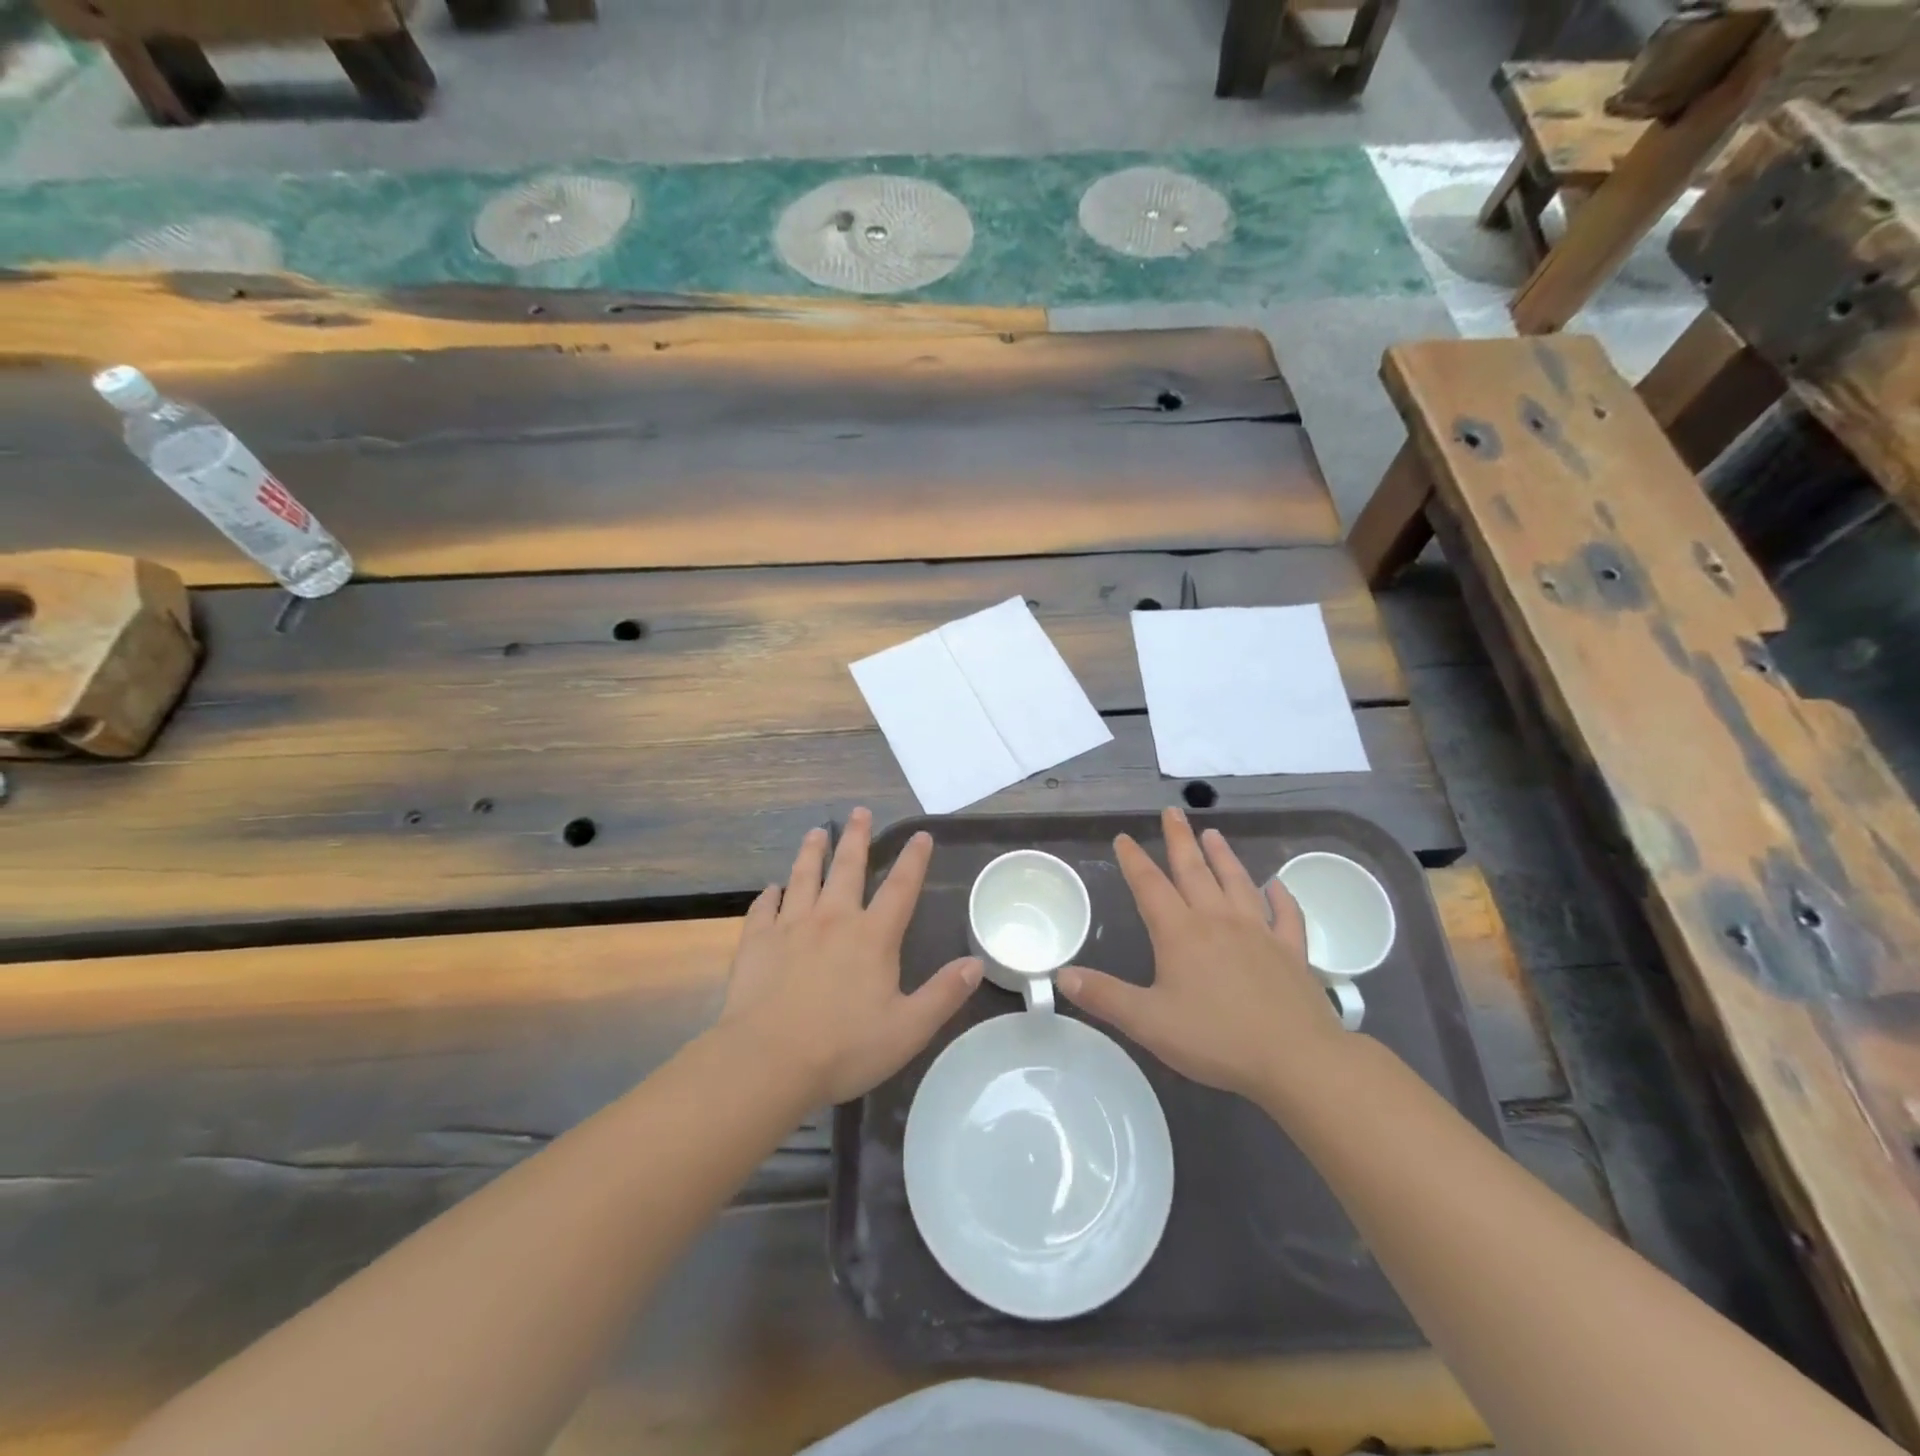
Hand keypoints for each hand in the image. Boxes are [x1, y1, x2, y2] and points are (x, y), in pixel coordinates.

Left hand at [719, 807, 982, 1104]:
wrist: (768, 1061)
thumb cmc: (843, 1048)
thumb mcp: (908, 1029)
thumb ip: (943, 994)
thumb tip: (976, 964)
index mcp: (872, 937)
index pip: (901, 888)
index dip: (913, 859)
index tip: (920, 834)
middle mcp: (833, 920)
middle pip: (848, 868)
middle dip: (858, 838)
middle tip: (860, 811)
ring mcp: (791, 927)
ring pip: (803, 877)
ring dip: (812, 852)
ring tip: (817, 832)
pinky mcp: (757, 942)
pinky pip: (763, 909)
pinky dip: (769, 896)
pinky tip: (771, 889)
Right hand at [1059, 807, 1351, 1103]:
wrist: (1298, 1059)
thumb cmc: (1216, 1039)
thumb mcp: (1148, 1023)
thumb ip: (1104, 997)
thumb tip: (1062, 975)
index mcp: (1180, 933)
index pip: (1150, 886)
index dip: (1134, 860)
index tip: (1124, 837)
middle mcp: (1218, 921)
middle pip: (1194, 871)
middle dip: (1179, 840)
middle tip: (1171, 812)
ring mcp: (1259, 933)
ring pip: (1237, 882)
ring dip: (1223, 856)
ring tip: (1213, 833)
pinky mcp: (1292, 952)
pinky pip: (1286, 915)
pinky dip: (1281, 897)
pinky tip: (1276, 885)